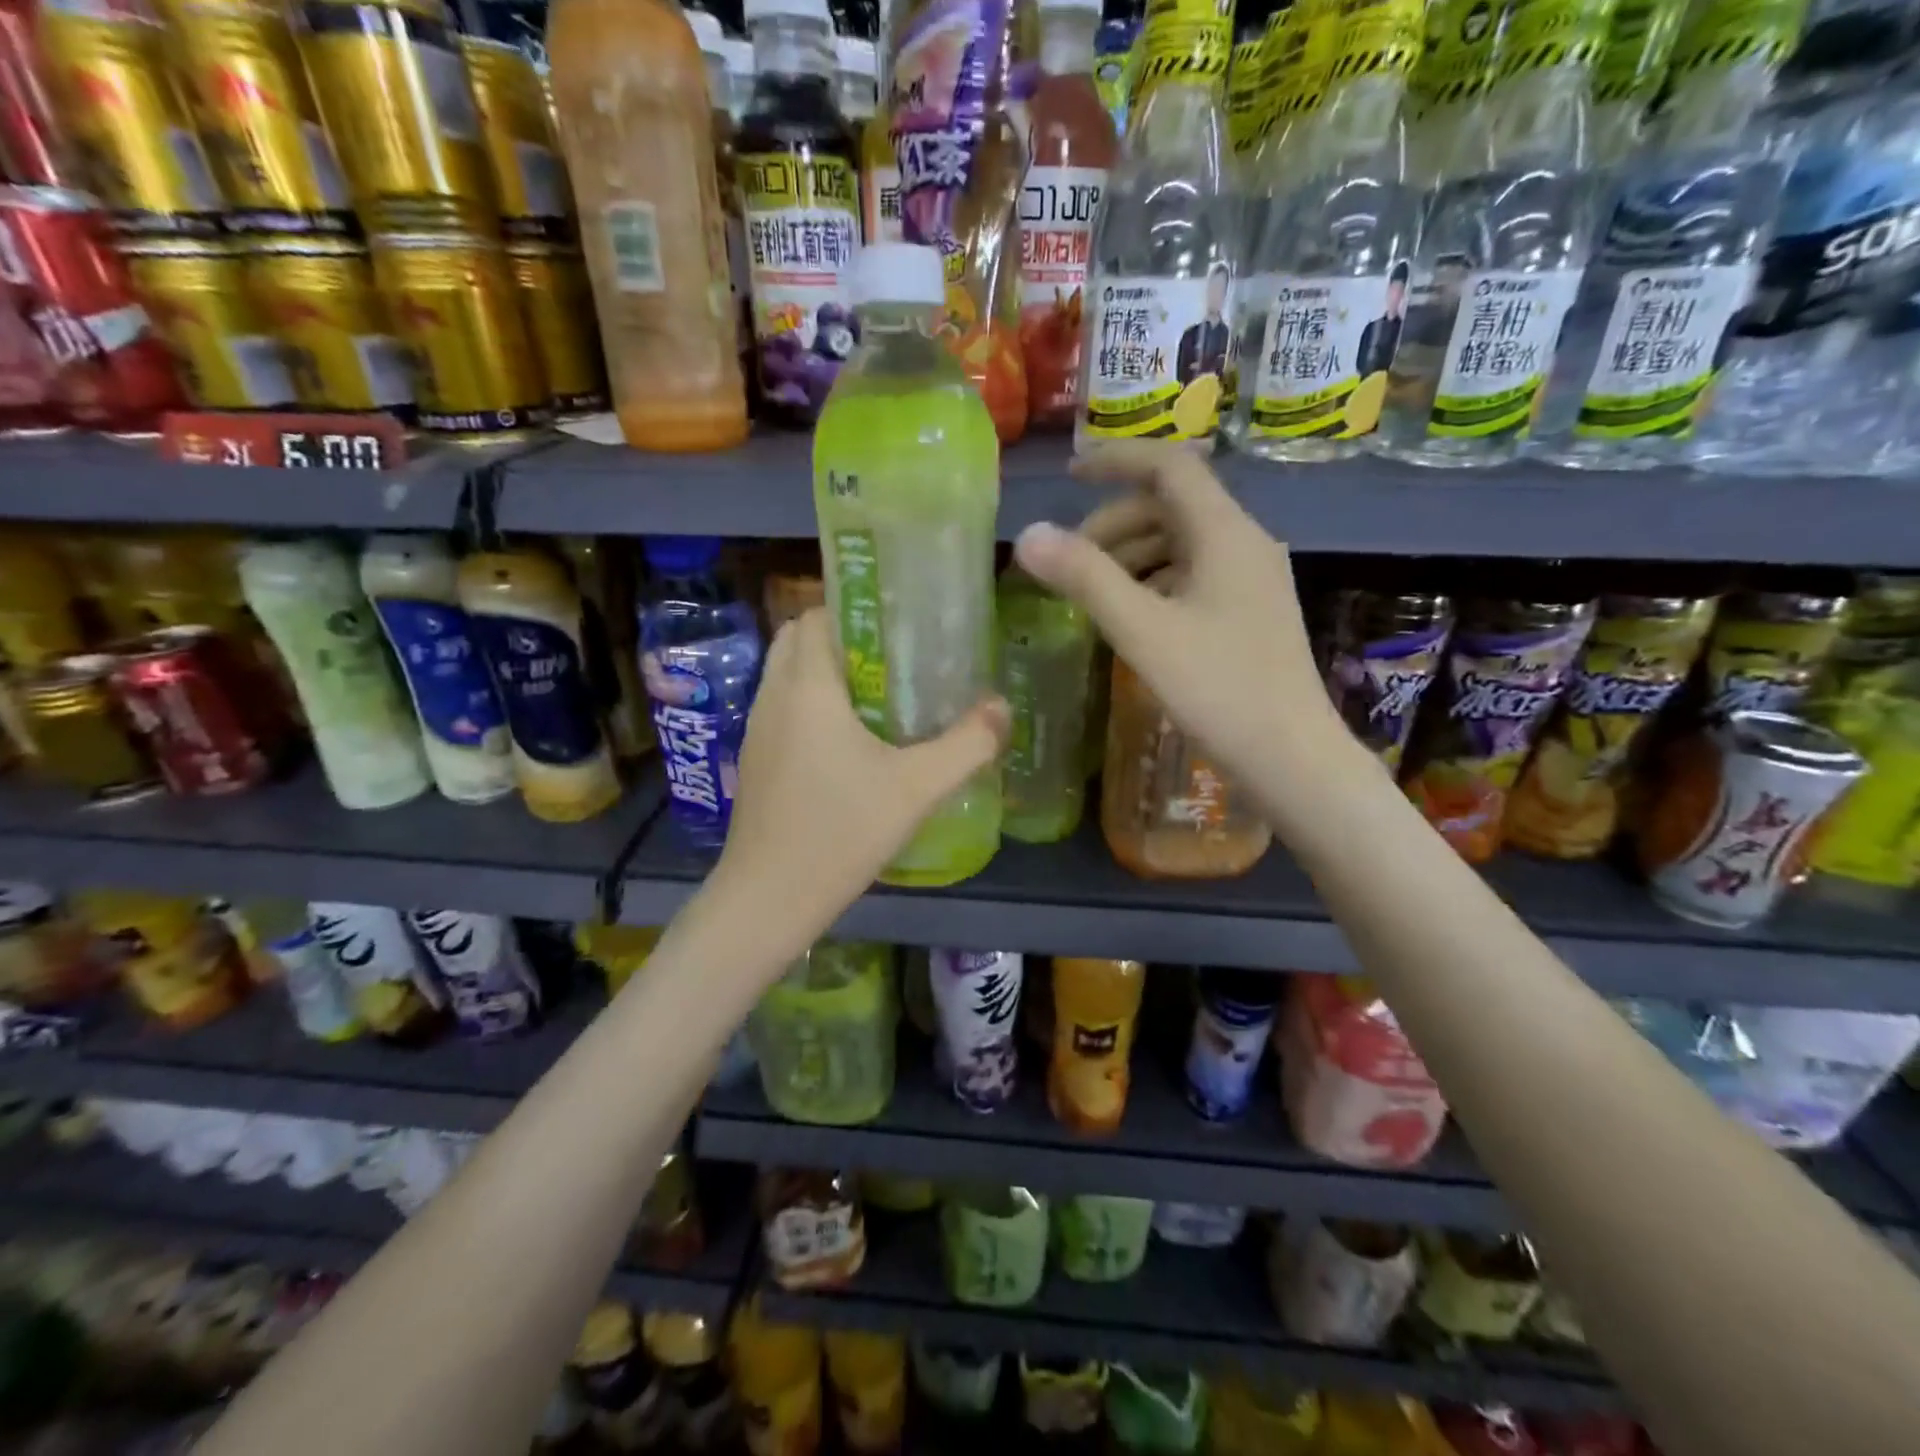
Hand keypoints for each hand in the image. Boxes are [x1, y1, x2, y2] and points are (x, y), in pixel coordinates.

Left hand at [715, 608, 1008, 946]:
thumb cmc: (841, 832)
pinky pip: (782, 709)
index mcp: (806, 687)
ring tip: (879, 694)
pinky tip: (850, 741)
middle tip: (894, 658)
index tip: (897, 624)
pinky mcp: (756, 760)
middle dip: (841, 637)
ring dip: (825, 672)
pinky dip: (811, 704)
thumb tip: (1002, 708)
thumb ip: (967, 745)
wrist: (769, 898)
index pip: (816, 615)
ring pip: (787, 675)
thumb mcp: (917, 788)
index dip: (853, 608)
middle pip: (797, 639)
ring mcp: (757, 730)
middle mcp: (773, 697)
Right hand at [1012, 440, 1342, 795]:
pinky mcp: (1250, 613)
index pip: (1170, 466)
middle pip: (1173, 506)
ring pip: (1182, 543)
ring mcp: (1252, 580)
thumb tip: (1027, 535)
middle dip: (1115, 522)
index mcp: (1226, 533)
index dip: (1117, 459)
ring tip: (1092, 590)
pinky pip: (1194, 575)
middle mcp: (1245, 543)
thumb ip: (1085, 578)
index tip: (1069, 473)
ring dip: (1132, 554)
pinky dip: (1154, 581)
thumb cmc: (1219, 689)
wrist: (1292, 758)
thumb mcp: (1142, 631)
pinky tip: (1131, 616)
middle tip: (1070, 560)